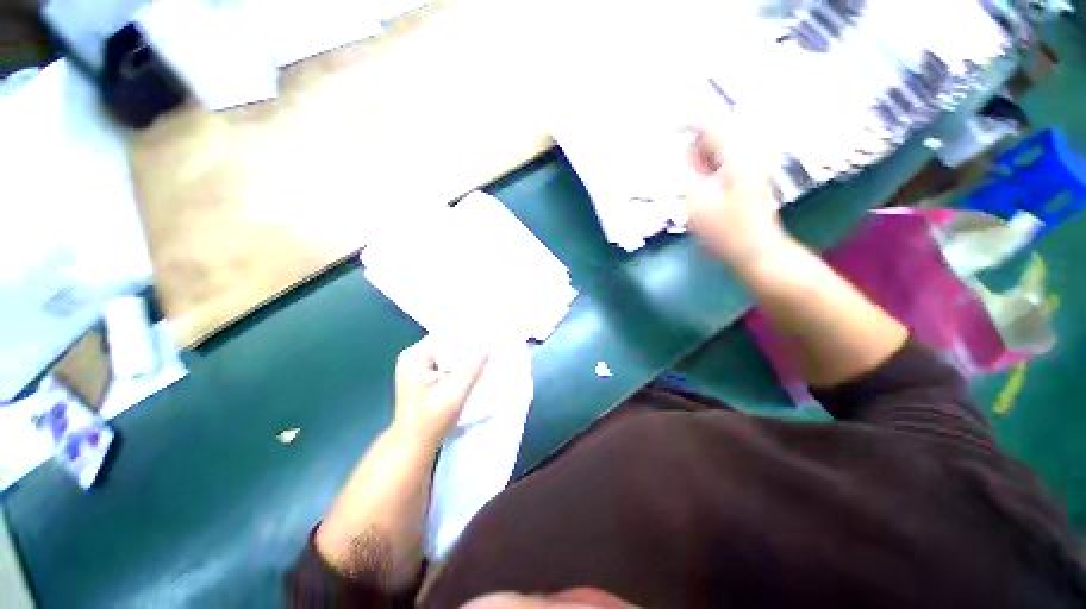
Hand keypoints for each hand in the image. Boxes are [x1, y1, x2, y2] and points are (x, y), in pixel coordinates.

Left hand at [391, 336, 486, 447]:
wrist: (413, 445)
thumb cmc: (430, 421)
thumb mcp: (453, 394)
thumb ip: (471, 368)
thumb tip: (488, 345)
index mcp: (415, 357)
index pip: (447, 336)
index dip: (469, 336)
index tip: (491, 337)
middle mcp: (414, 356)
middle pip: (448, 342)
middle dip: (471, 346)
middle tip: (494, 346)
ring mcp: (418, 364)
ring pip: (449, 352)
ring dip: (468, 355)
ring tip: (489, 354)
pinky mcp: (425, 373)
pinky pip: (448, 361)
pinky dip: (462, 364)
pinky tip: (477, 366)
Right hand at [682, 123, 788, 267]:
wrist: (756, 253)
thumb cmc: (725, 230)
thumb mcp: (697, 200)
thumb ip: (687, 172)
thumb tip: (682, 151)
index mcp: (737, 157)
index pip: (711, 127)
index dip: (689, 124)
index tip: (669, 126)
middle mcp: (746, 158)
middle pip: (715, 140)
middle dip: (694, 150)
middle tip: (679, 172)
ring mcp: (748, 171)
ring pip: (717, 156)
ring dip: (699, 164)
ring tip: (690, 185)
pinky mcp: (746, 184)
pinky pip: (721, 169)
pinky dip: (707, 174)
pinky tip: (700, 191)